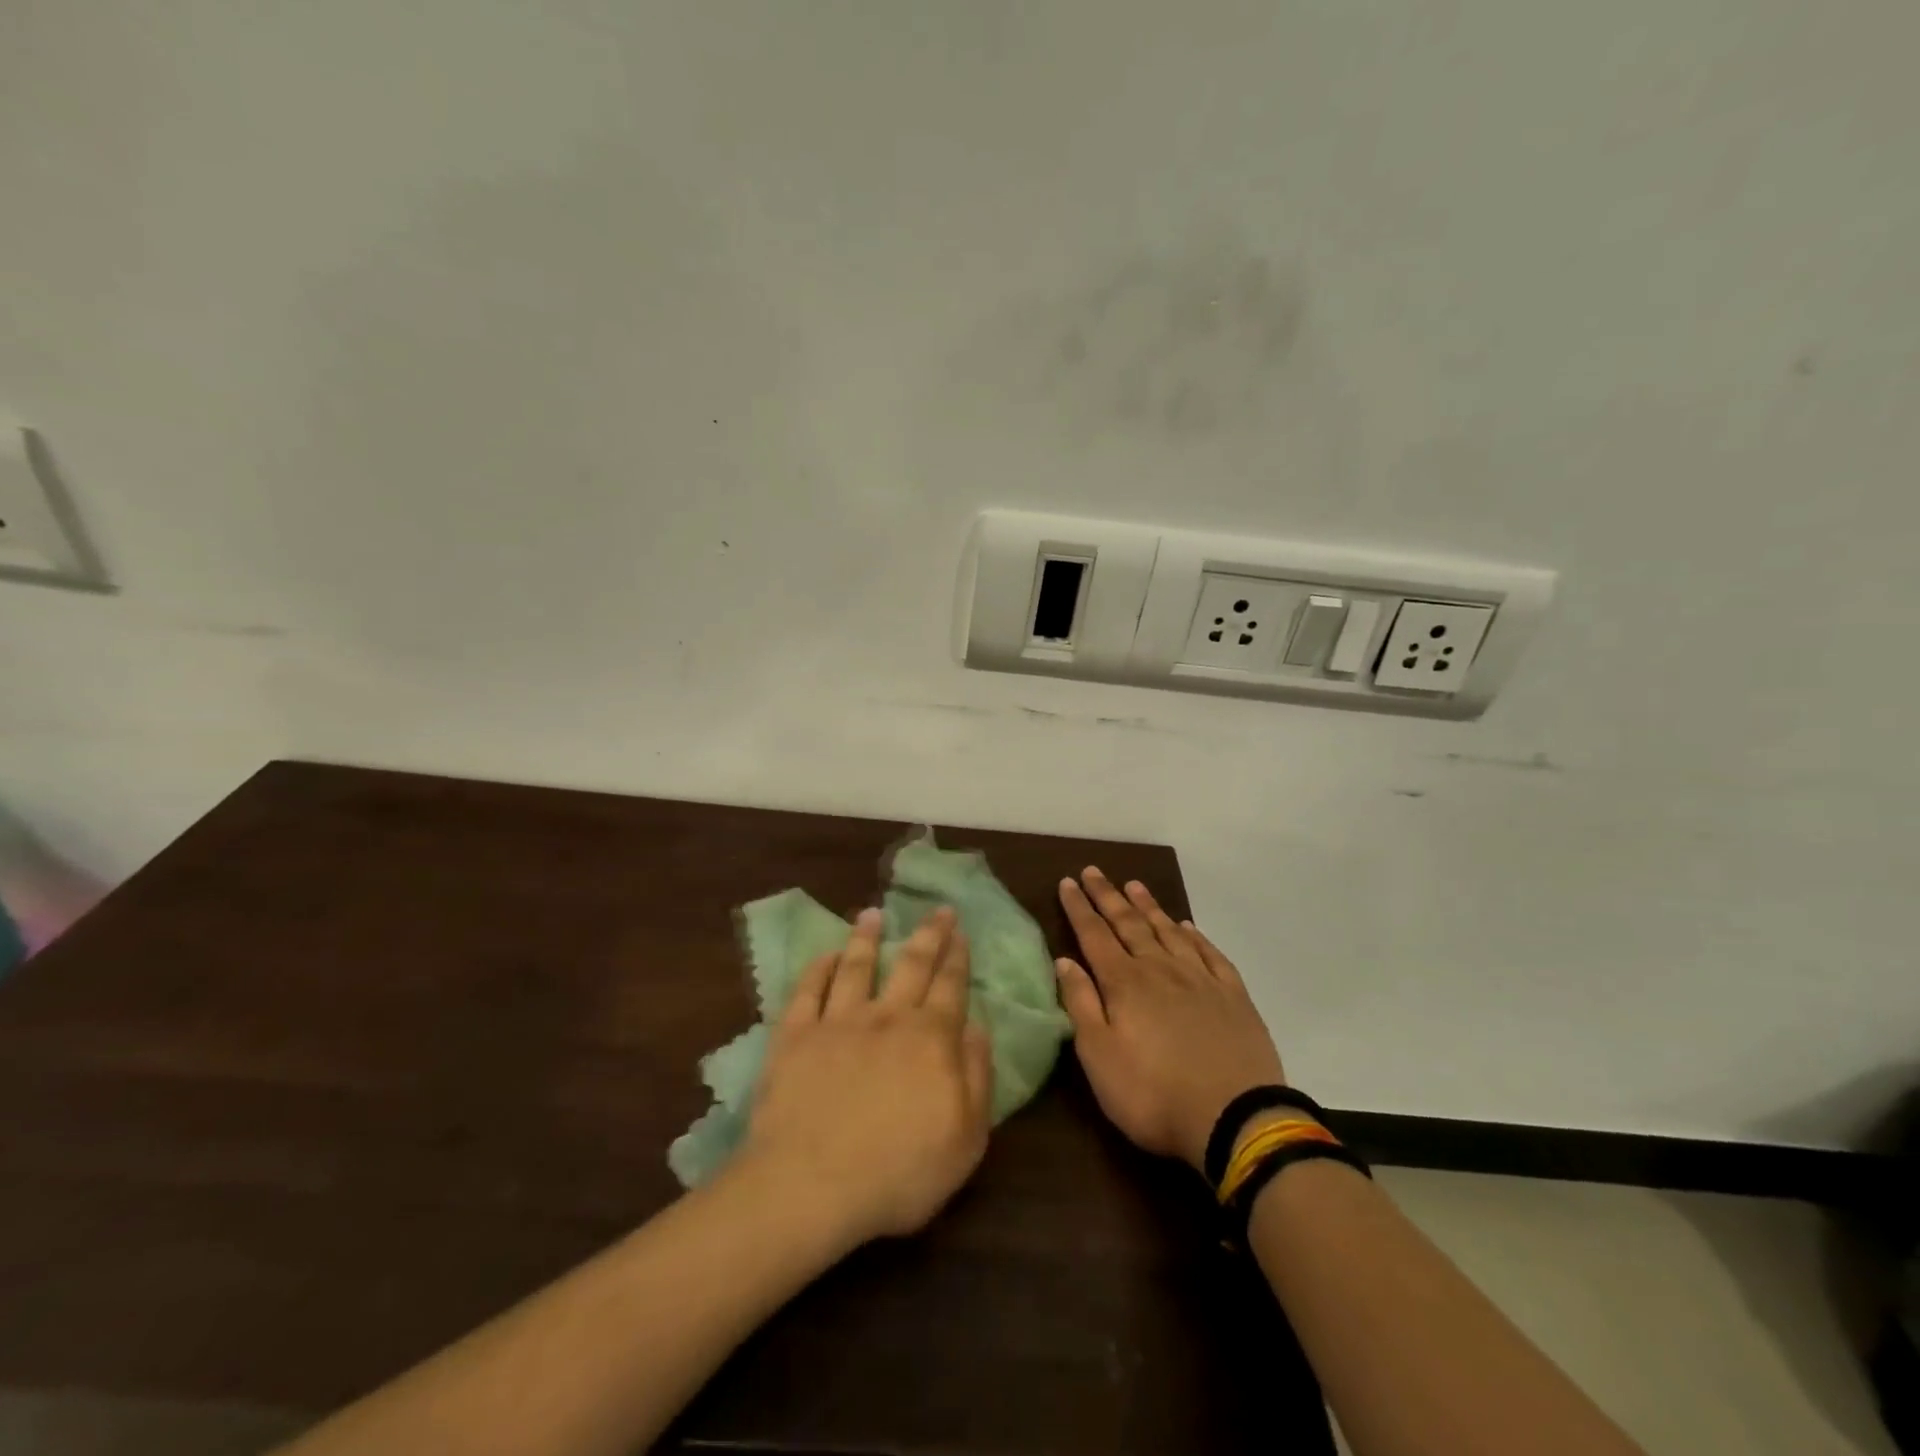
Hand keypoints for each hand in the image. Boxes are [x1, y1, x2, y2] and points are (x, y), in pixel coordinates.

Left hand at [739, 907, 993, 1246]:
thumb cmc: (899, 1172)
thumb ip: (977, 1076)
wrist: (811, 1186)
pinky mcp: (795, 1036)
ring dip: (866, 937)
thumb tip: (977, 1027)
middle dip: (928, 934)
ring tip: (872, 914)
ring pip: (857, 966)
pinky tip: (825, 955)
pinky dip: (818, 968)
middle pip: (911, 964)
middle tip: (936, 908)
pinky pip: (807, 991)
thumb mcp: (966, 1138)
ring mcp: (838, 1022)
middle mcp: (887, 1017)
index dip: (957, 956)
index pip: (950, 986)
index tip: (960, 931)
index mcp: (930, 1038)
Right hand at [1055, 868, 1286, 1173]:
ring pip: (1168, 931)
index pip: (1095, 935)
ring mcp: (1200, 979)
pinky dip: (1195, 935)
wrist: (1235, 1119)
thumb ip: (1080, 1004)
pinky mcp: (1233, 996)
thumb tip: (1064, 960)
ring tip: (1134, 885)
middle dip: (1108, 896)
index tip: (1067, 882)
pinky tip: (1187, 926)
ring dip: (1149, 906)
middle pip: (1129, 924)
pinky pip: (1209, 953)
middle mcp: (1160, 969)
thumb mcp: (1100, 1057)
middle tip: (1093, 871)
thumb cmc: (1153, 1094)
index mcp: (1125, 983)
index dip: (1079, 908)